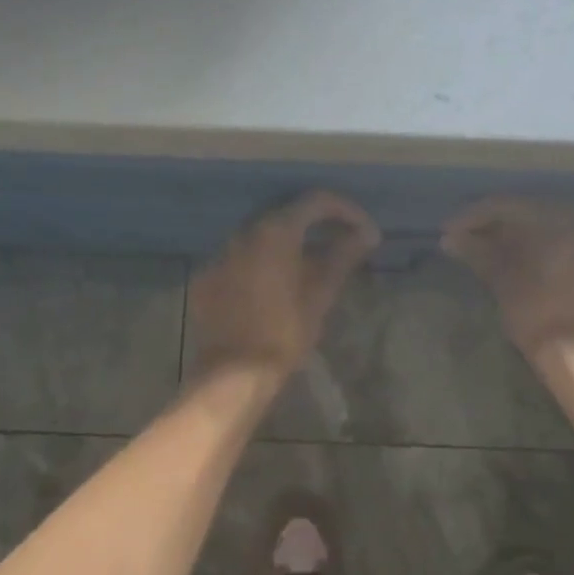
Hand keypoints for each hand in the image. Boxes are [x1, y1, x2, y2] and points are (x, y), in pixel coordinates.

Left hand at [191, 192, 380, 380]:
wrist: (234, 373)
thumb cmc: (285, 332)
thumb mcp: (321, 293)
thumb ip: (343, 255)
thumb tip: (367, 233)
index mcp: (275, 231)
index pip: (316, 201)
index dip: (346, 211)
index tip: (365, 231)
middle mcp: (243, 232)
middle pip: (285, 214)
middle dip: (316, 224)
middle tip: (341, 242)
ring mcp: (219, 254)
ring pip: (260, 236)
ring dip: (287, 244)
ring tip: (308, 264)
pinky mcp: (206, 278)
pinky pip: (239, 259)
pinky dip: (260, 263)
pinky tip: (272, 286)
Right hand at [442, 198, 573, 367]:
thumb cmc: (539, 316)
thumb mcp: (503, 283)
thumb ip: (479, 254)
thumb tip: (452, 238)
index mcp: (558, 219)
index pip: (508, 206)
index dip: (473, 217)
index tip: (449, 233)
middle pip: (539, 218)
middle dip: (505, 229)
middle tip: (477, 243)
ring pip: (566, 239)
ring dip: (536, 246)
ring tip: (510, 262)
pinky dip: (563, 266)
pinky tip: (549, 283)